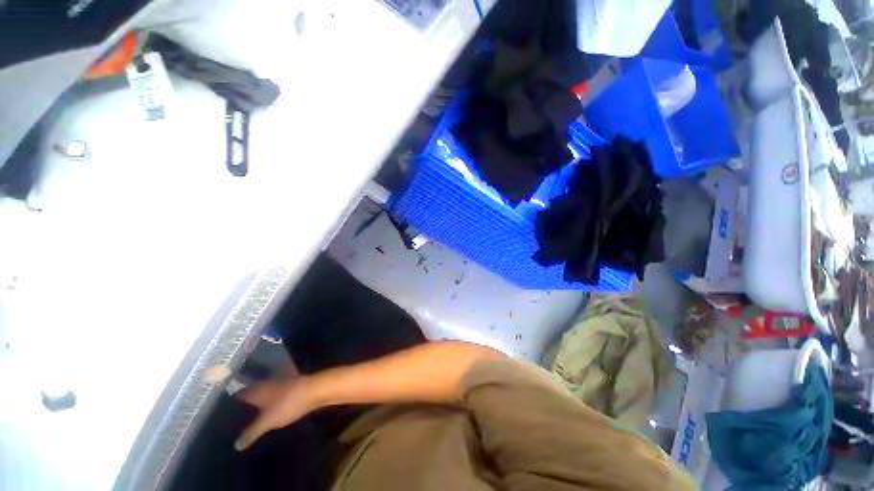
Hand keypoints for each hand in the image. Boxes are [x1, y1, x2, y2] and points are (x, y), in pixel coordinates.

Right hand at [234, 377, 313, 450]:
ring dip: (255, 407)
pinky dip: (267, 407)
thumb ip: (250, 432)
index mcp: (256, 389)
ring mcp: (278, 385)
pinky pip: (272, 398)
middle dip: (241, 409)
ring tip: (246, 424)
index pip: (236, 396)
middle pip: (249, 396)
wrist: (315, 390)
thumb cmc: (288, 403)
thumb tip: (235, 445)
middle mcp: (265, 384)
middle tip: (231, 425)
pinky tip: (265, 417)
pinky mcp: (288, 389)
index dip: (227, 406)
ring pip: (261, 397)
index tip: (218, 418)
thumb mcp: (266, 421)